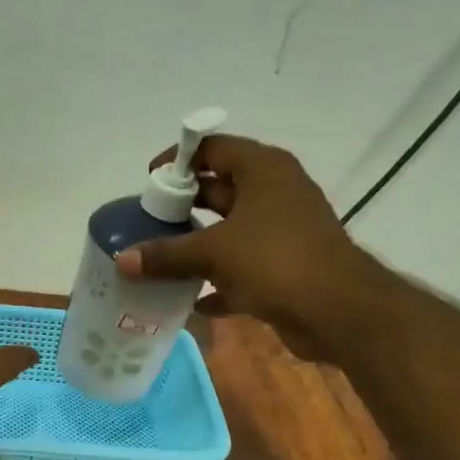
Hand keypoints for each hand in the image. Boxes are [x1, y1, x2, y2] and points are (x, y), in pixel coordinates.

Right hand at [114, 135, 366, 361]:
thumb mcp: (214, 252)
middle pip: (219, 189)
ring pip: (230, 231)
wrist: (338, 310)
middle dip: (184, 204)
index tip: (149, 180)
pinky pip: (241, 269)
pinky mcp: (284, 268)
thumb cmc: (276, 261)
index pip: (214, 148)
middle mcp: (274, 193)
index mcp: (263, 170)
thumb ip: (166, 255)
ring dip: (197, 245)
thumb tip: (122, 260)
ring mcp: (282, 231)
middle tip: (148, 220)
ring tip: (159, 257)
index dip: (179, 160)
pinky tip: (190, 301)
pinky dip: (217, 282)